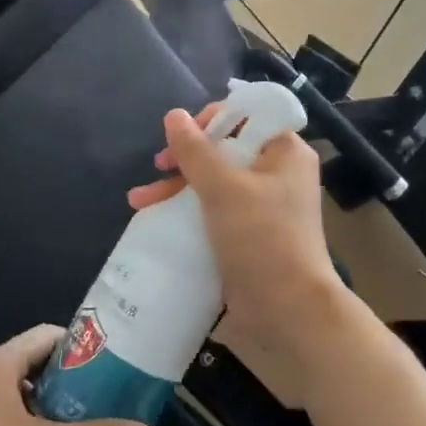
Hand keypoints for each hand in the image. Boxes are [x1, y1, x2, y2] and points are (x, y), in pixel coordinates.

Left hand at [0, 326, 153, 425]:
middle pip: (37, 361)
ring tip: (89, 422)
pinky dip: (32, 421)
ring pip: (22, 389)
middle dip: (72, 378)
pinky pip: (8, 411)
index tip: (114, 364)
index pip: (48, 336)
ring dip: (53, 403)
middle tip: (109, 396)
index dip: (82, 346)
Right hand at [128, 106, 360, 404]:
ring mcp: (262, 206)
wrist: (287, 310)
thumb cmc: (261, 238)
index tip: (183, 138)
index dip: (212, 120)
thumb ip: (195, 150)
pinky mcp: (247, 234)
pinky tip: (154, 218)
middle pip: (224, 149)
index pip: (248, 116)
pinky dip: (186, 211)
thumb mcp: (223, 188)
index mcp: (284, 152)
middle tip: (158, 168)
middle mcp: (276, 174)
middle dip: (184, 159)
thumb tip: (173, 115)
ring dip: (176, 187)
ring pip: (213, 182)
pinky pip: (213, 210)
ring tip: (138, 202)